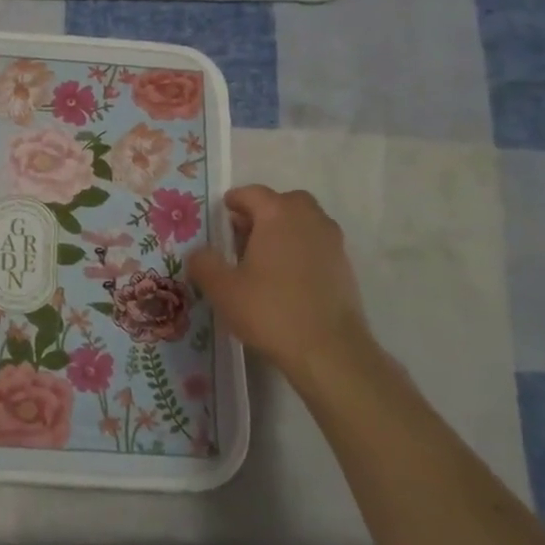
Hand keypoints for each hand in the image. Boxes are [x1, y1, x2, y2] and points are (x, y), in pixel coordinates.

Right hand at [187, 185, 376, 384]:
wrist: (330, 351)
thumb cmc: (271, 310)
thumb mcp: (222, 289)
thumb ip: (204, 264)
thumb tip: (199, 253)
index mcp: (278, 215)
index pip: (252, 193)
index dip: (233, 201)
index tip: (221, 216)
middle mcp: (309, 219)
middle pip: (283, 203)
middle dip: (262, 213)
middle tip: (242, 236)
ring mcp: (332, 242)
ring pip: (304, 223)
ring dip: (283, 231)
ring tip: (262, 259)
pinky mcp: (345, 267)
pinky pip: (316, 245)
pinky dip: (300, 251)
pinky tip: (286, 279)